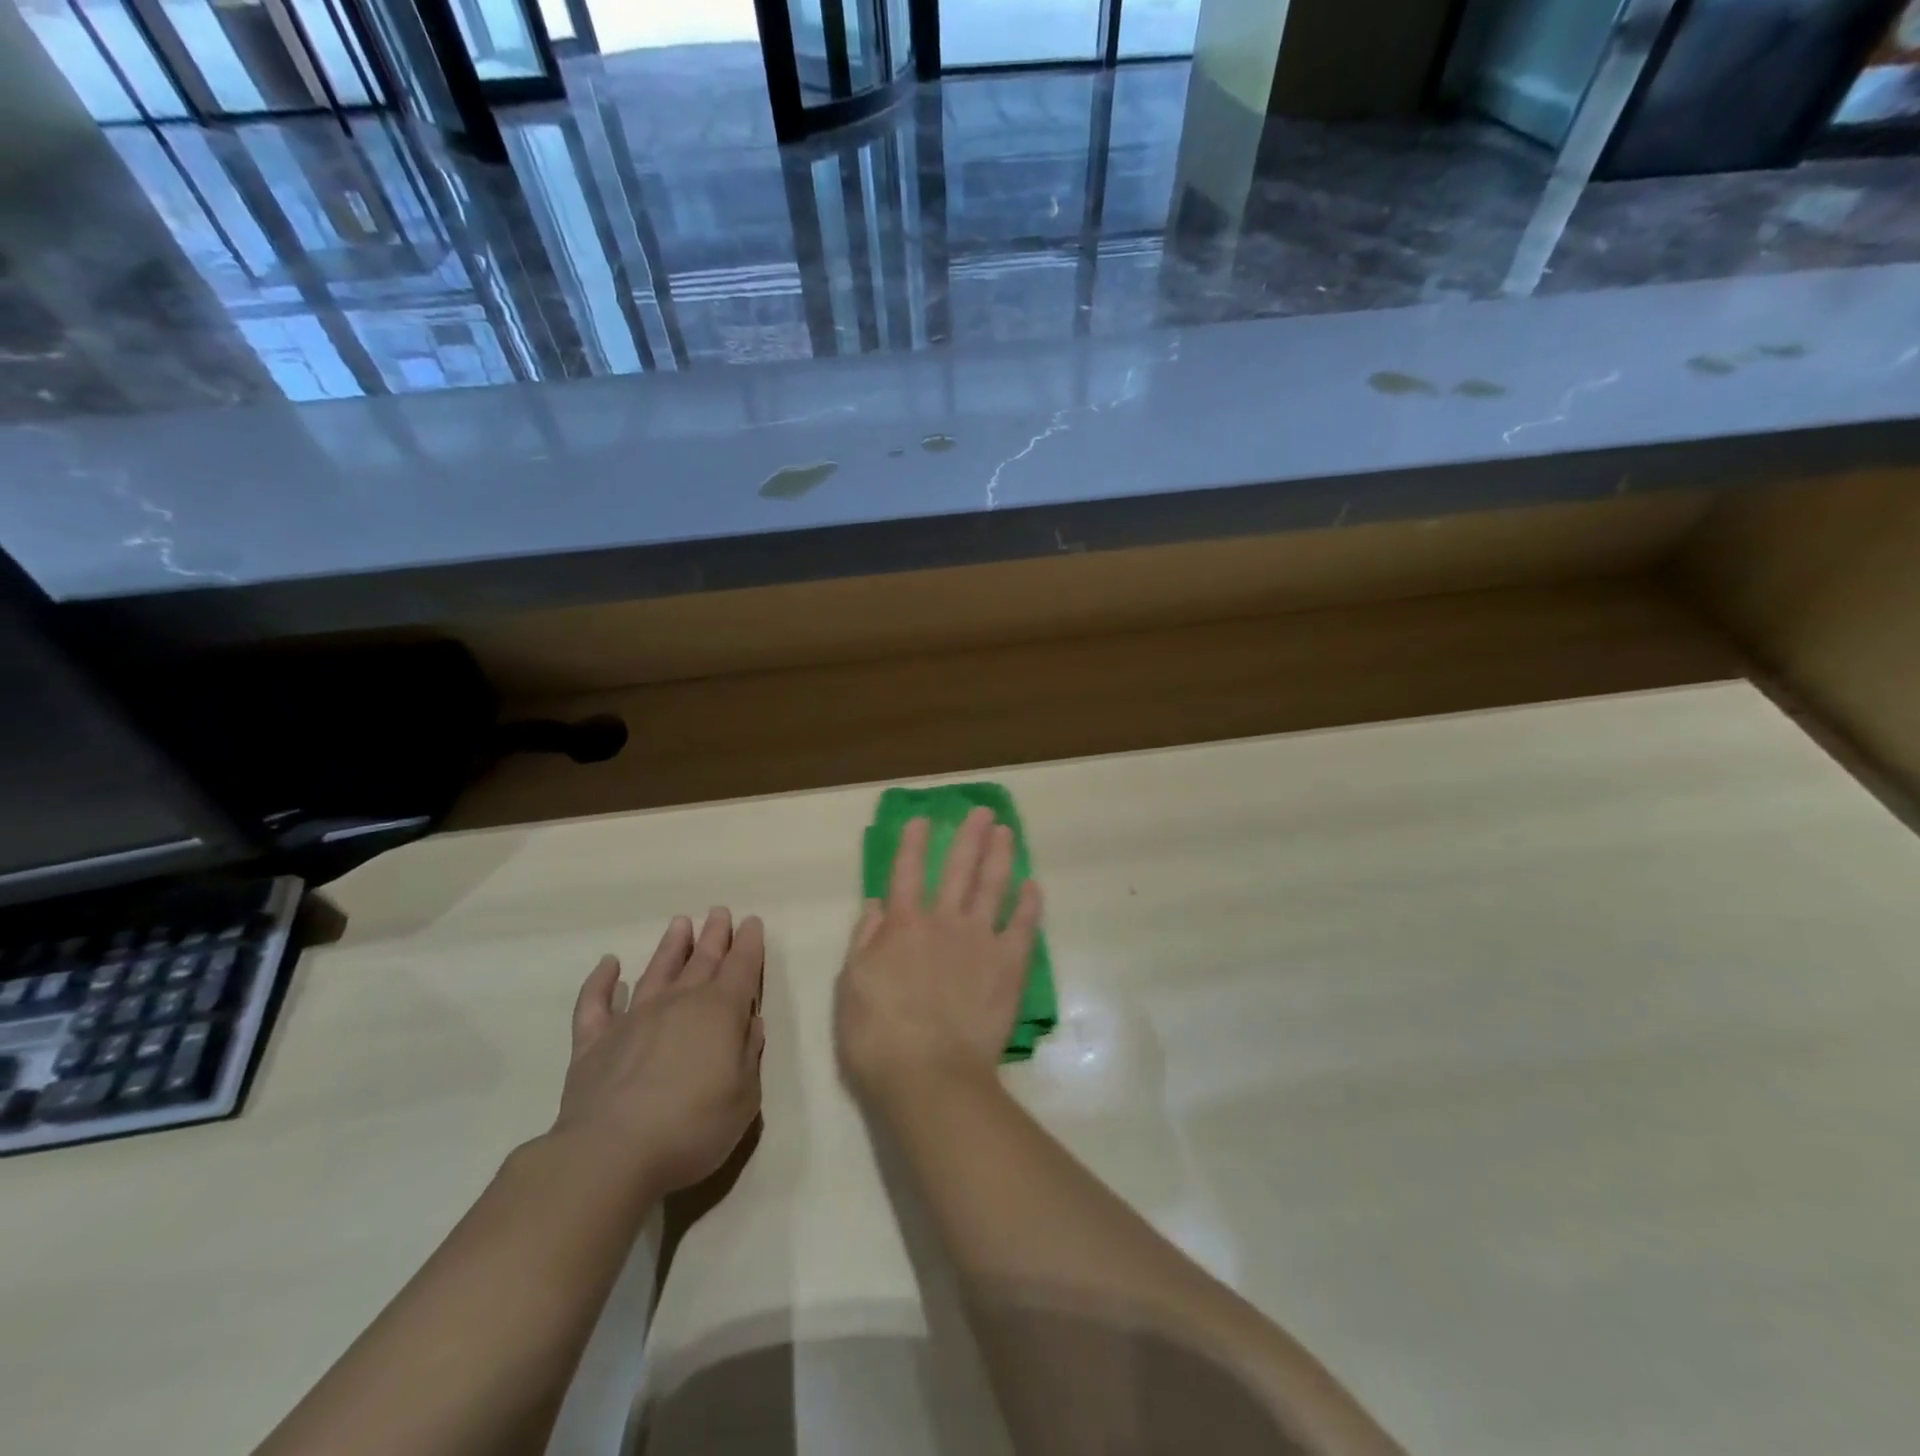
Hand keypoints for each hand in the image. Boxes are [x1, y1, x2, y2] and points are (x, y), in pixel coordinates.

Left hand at [552, 908, 765, 1196]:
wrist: (611, 1155)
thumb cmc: (692, 1128)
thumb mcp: (744, 1098)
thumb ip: (749, 1055)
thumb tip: (749, 1023)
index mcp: (720, 1012)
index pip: (741, 967)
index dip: (749, 944)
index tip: (751, 922)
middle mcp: (679, 1003)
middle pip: (702, 961)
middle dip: (715, 936)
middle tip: (720, 912)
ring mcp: (633, 1019)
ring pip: (657, 971)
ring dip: (671, 947)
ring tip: (680, 923)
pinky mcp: (594, 1042)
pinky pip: (595, 1003)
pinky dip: (601, 982)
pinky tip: (608, 964)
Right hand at [835, 809, 1042, 1101]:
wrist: (930, 1076)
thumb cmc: (878, 1036)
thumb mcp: (851, 987)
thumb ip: (864, 941)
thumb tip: (876, 904)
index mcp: (902, 926)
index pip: (906, 873)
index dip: (913, 844)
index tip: (922, 819)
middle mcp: (943, 922)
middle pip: (958, 869)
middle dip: (969, 837)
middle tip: (982, 812)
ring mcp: (980, 940)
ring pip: (993, 886)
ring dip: (1000, 856)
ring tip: (1006, 831)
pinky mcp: (1009, 965)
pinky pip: (1023, 926)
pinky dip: (1029, 904)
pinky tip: (1033, 885)